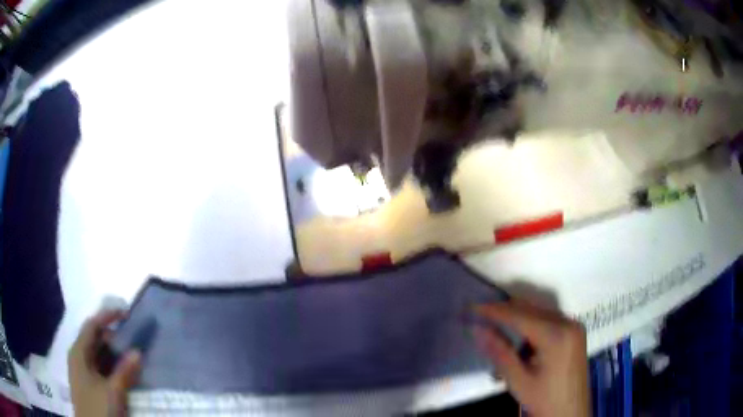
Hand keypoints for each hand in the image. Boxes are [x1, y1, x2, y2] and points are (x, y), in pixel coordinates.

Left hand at [68, 310, 141, 416]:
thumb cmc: (98, 408)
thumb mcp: (113, 392)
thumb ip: (124, 371)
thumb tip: (138, 351)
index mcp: (78, 351)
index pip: (92, 325)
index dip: (108, 317)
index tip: (126, 314)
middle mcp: (78, 356)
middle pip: (95, 339)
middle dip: (113, 338)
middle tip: (133, 343)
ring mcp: (82, 371)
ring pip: (98, 355)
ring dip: (114, 354)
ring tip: (132, 358)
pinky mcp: (88, 383)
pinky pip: (100, 368)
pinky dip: (111, 367)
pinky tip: (123, 374)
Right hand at [474, 300, 590, 416]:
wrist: (572, 412)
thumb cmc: (545, 400)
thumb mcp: (519, 381)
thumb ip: (500, 353)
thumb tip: (477, 329)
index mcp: (556, 335)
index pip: (520, 315)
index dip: (494, 310)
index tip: (472, 308)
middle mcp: (568, 322)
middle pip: (531, 308)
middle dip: (504, 311)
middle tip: (479, 316)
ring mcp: (574, 325)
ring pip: (539, 311)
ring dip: (517, 317)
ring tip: (496, 327)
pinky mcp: (575, 331)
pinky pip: (549, 319)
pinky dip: (531, 324)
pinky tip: (520, 339)